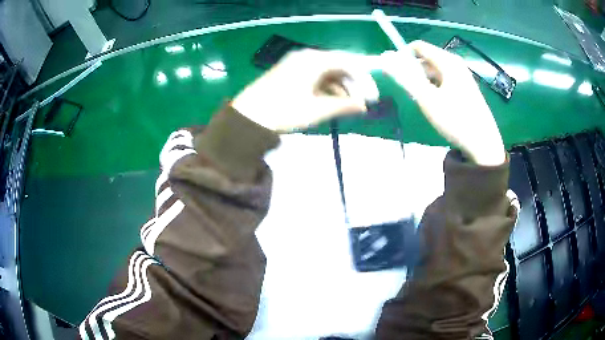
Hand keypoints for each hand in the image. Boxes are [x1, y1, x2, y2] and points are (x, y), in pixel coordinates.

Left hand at [232, 49, 378, 132]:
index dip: (364, 79)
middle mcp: (307, 57)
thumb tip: (364, 106)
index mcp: (315, 60)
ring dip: (341, 88)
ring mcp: (297, 64)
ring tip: (349, 106)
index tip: (373, 96)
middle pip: (339, 66)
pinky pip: (316, 77)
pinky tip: (332, 102)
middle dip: (353, 84)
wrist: (247, 117)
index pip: (349, 62)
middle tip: (362, 103)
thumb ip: (344, 105)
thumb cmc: (284, 111)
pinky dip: (327, 88)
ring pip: (327, 72)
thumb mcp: (317, 110)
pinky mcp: (290, 73)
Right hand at [380, 41, 505, 165]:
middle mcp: (456, 64)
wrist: (483, 144)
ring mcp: (462, 76)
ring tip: (422, 101)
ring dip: (424, 82)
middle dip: (414, 72)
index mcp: (448, 61)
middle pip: (427, 59)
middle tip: (411, 93)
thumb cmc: (455, 120)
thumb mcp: (427, 99)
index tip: (397, 75)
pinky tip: (435, 104)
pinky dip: (434, 88)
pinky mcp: (465, 88)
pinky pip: (443, 80)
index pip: (418, 47)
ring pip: (435, 71)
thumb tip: (385, 58)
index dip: (403, 56)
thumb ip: (405, 78)